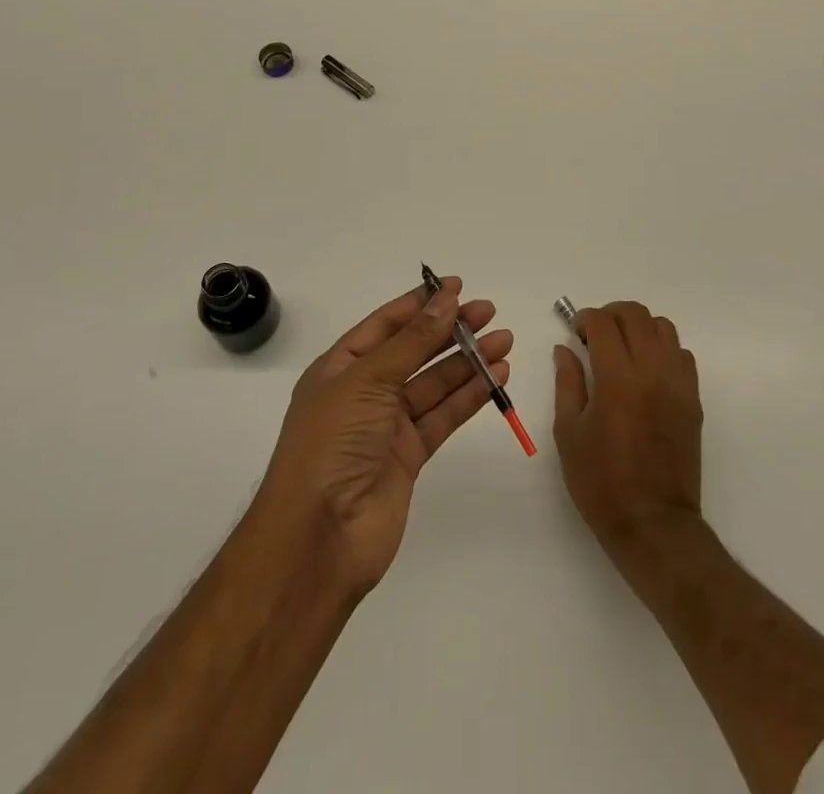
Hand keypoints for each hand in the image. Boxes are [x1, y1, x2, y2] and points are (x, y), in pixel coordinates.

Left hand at [254, 277, 511, 596]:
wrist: (319, 536)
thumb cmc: (332, 442)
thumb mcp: (369, 379)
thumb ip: (413, 340)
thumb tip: (446, 300)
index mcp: (340, 368)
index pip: (385, 325)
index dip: (420, 304)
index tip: (456, 287)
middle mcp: (363, 392)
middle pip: (414, 351)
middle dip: (450, 330)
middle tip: (488, 312)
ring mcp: (387, 426)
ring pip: (434, 383)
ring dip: (467, 361)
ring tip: (504, 340)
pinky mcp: (409, 456)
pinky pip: (443, 416)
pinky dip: (469, 396)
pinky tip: (496, 378)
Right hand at [553, 301, 702, 557]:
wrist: (653, 524)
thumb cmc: (601, 482)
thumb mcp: (569, 433)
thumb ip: (568, 382)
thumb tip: (565, 349)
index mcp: (617, 379)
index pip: (604, 323)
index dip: (585, 318)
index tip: (575, 332)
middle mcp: (651, 372)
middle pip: (636, 315)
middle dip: (611, 314)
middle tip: (595, 334)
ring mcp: (678, 384)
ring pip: (663, 327)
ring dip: (639, 327)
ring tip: (623, 348)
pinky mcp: (693, 399)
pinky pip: (682, 354)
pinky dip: (662, 348)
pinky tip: (646, 370)